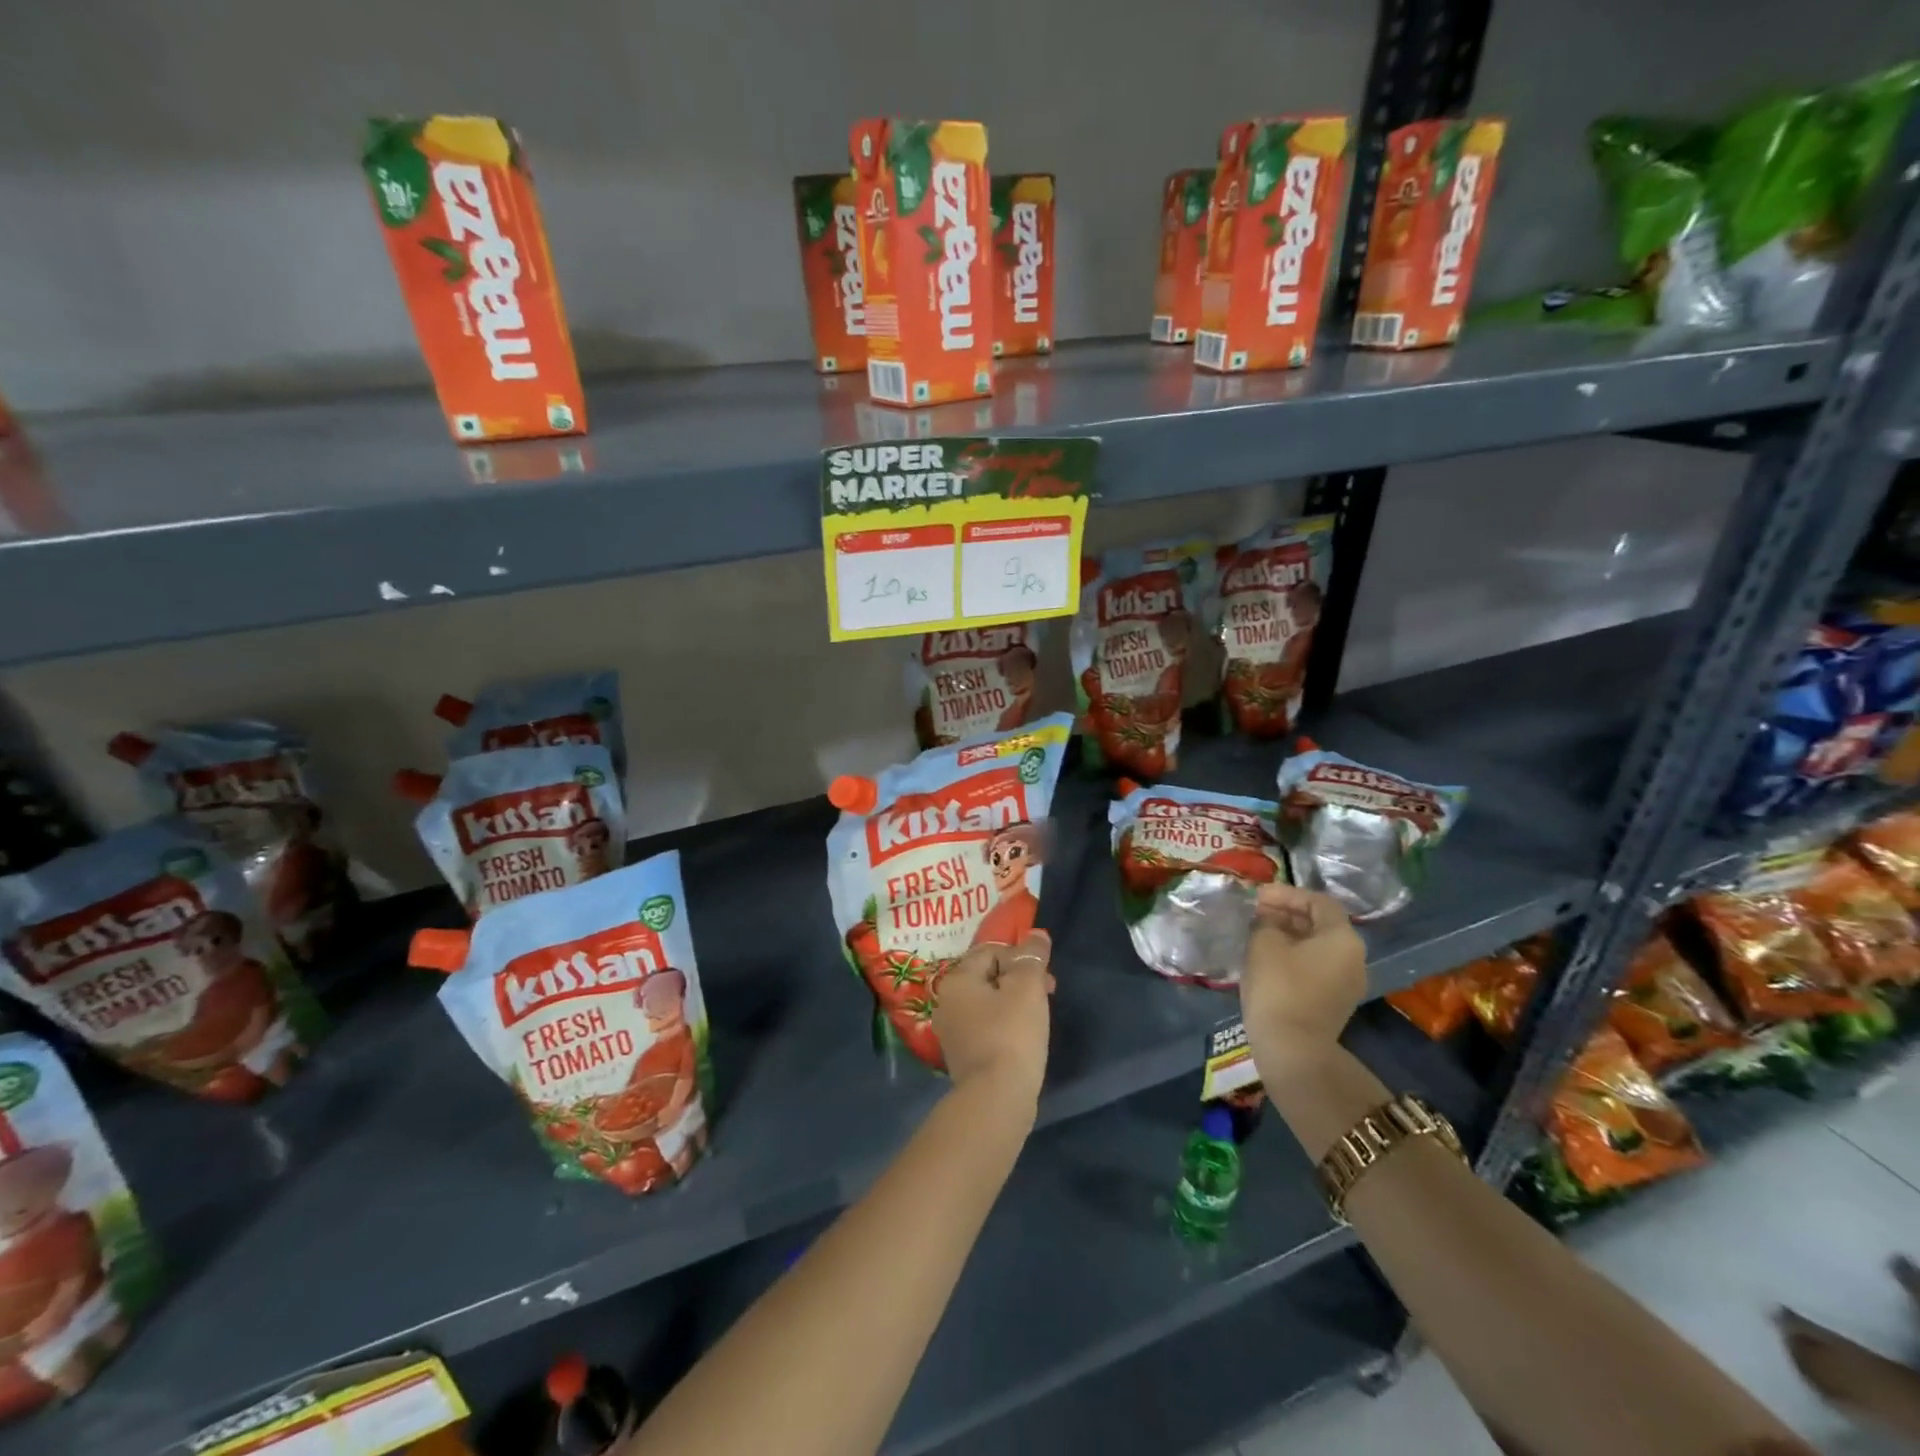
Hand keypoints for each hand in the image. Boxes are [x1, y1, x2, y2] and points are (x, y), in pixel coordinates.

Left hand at [933, 930, 1053, 1110]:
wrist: (996, 1099)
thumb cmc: (1012, 1034)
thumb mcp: (1028, 987)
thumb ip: (1032, 956)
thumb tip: (1036, 933)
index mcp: (957, 979)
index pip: (991, 950)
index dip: (1021, 957)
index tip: (1045, 977)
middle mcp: (946, 1001)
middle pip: (988, 976)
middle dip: (1019, 980)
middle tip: (1046, 995)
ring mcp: (951, 1032)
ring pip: (988, 1003)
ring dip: (1013, 1004)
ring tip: (1038, 1019)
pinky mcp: (962, 1057)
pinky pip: (986, 1028)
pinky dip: (1005, 1027)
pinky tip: (1023, 1041)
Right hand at [1241, 884, 1365, 1072]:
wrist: (1293, 1049)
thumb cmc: (1279, 987)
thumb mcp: (1264, 943)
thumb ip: (1266, 921)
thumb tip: (1268, 920)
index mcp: (1343, 938)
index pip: (1318, 901)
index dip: (1287, 894)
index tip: (1258, 896)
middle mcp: (1354, 957)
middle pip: (1321, 923)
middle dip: (1287, 913)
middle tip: (1255, 912)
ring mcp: (1347, 982)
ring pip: (1317, 946)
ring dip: (1289, 934)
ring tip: (1257, 932)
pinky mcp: (1335, 1001)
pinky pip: (1316, 966)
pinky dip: (1294, 955)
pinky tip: (1267, 957)